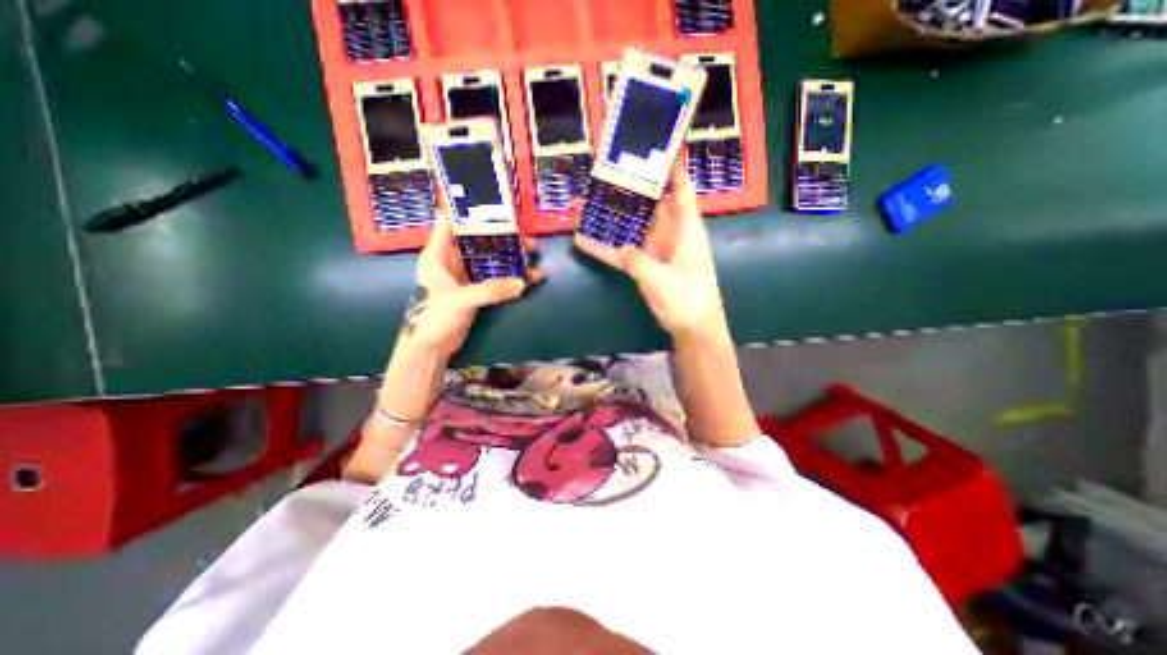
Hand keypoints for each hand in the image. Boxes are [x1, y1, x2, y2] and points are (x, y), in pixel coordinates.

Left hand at [402, 194, 542, 358]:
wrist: (431, 346)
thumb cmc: (433, 317)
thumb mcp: (460, 300)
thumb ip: (490, 290)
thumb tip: (522, 283)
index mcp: (438, 254)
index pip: (449, 223)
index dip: (465, 210)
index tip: (487, 199)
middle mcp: (452, 261)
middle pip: (478, 241)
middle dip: (500, 236)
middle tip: (523, 233)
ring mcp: (465, 276)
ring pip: (489, 259)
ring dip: (509, 256)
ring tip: (531, 252)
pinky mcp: (476, 291)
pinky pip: (495, 278)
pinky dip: (509, 278)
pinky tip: (527, 276)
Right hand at [576, 161, 725, 339]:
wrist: (694, 330)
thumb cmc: (686, 300)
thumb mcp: (659, 277)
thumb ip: (635, 259)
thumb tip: (620, 249)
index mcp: (685, 227)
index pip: (680, 188)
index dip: (671, 166)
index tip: (655, 146)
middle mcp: (671, 233)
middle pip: (648, 204)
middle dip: (626, 189)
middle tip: (602, 175)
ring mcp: (657, 250)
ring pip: (631, 227)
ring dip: (610, 217)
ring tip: (584, 204)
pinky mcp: (646, 267)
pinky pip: (623, 253)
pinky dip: (605, 249)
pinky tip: (583, 241)